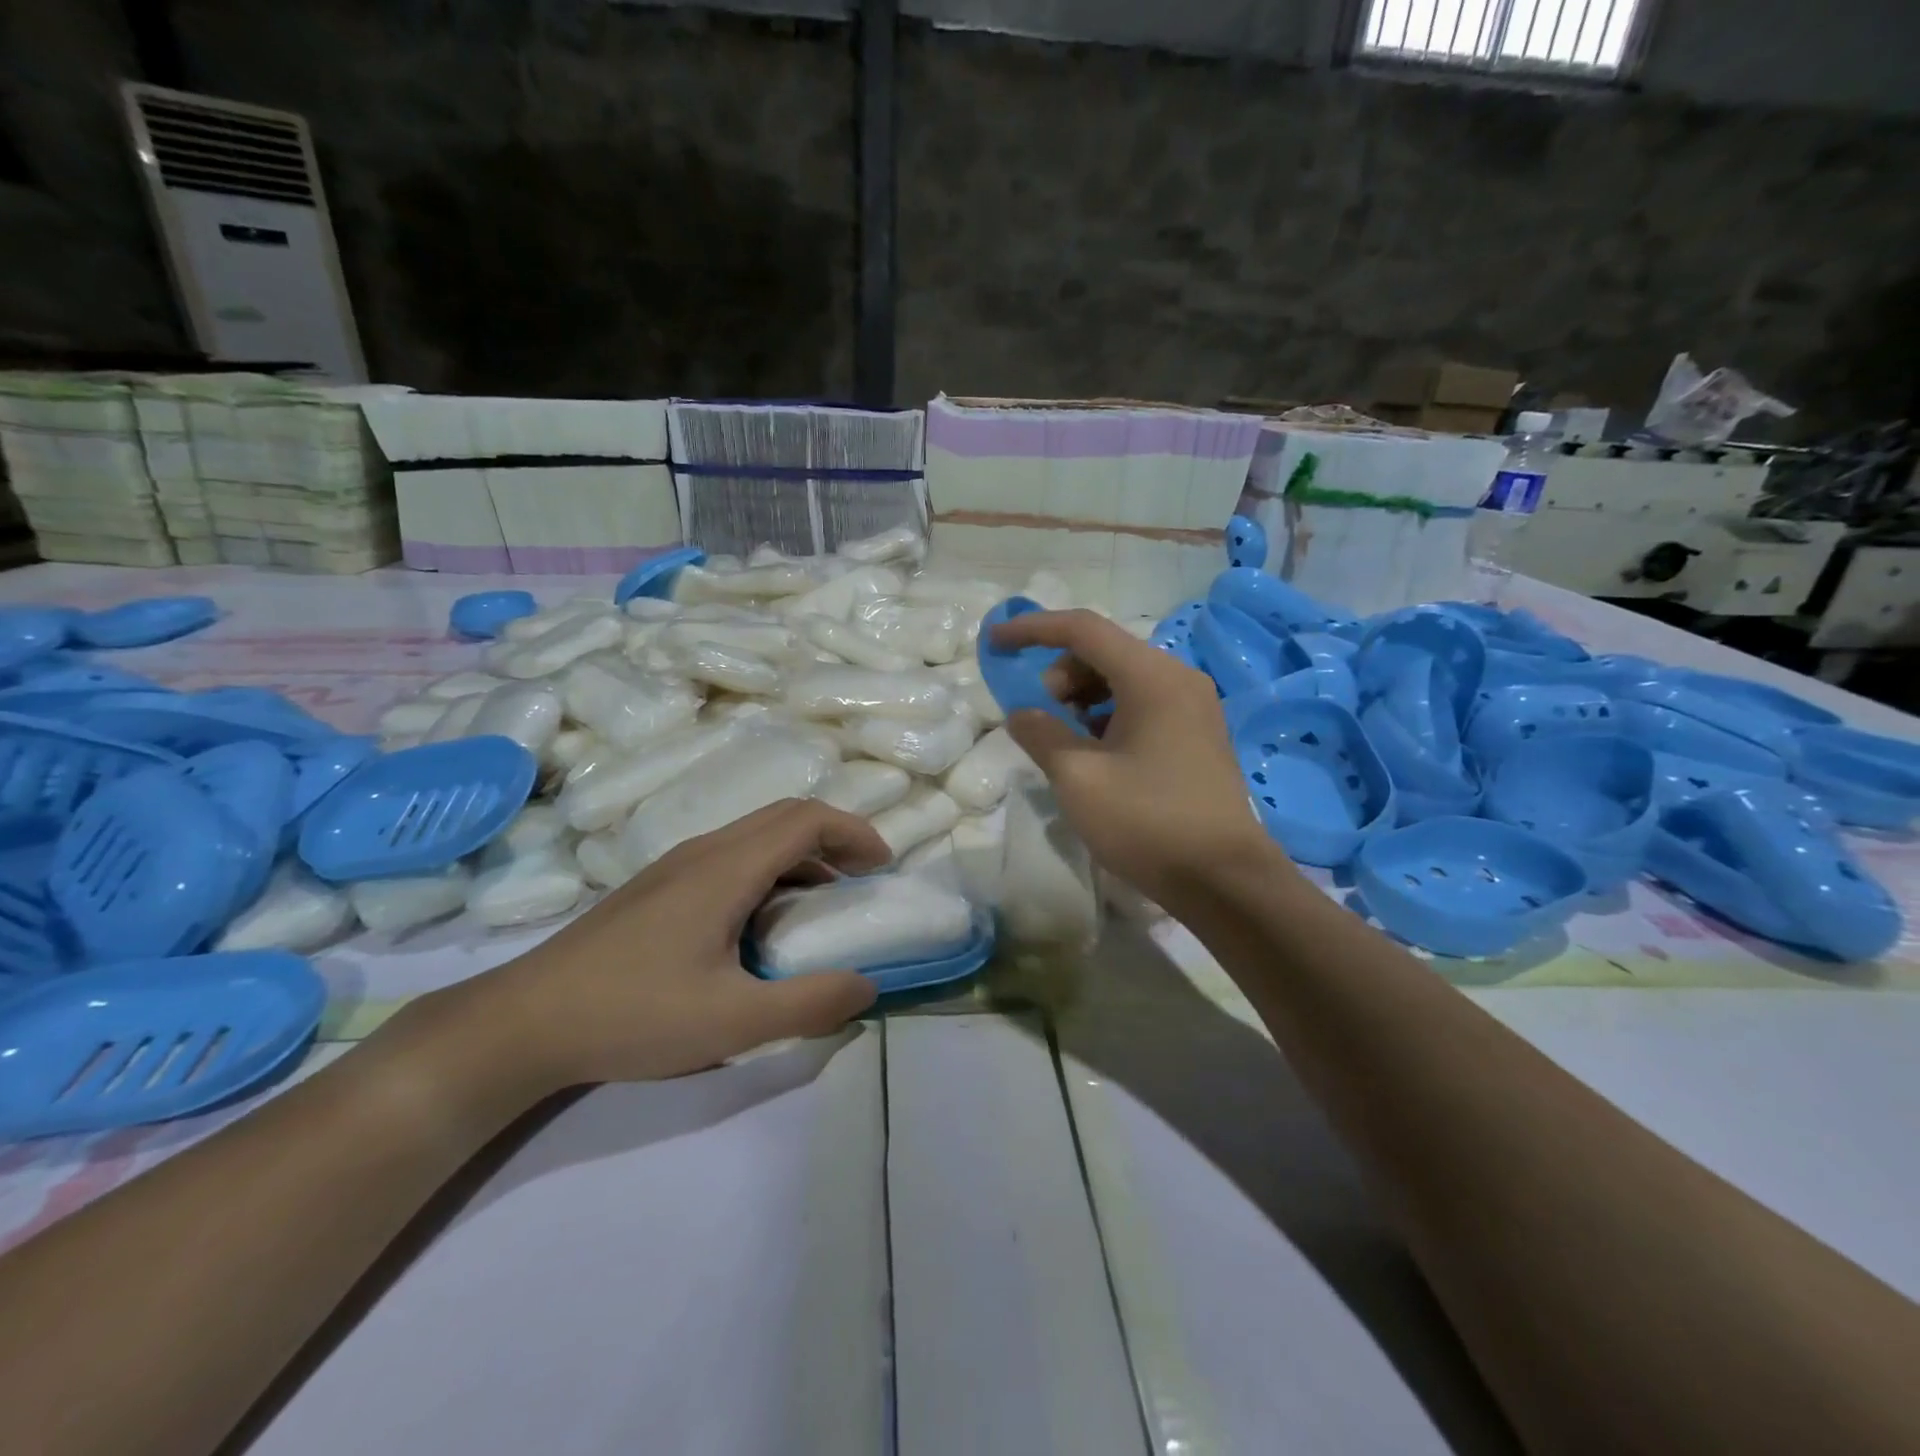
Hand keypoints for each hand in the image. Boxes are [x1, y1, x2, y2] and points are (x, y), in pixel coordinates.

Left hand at [470, 799, 889, 1087]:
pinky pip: (731, 857)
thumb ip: (808, 1004)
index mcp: (726, 869)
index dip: (854, 832)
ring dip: (801, 854)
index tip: (883, 866)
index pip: (806, 819)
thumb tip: (868, 985)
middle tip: (863, 879)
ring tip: (823, 903)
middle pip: (784, 817)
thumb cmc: (633, 1014)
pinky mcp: (657, 887)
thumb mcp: (732, 1022)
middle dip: (834, 837)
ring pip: (755, 836)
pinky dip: (770, 870)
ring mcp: (674, 866)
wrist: (523, 1021)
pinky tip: (763, 922)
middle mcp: (703, 851)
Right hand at [991, 609, 1279, 910]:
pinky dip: (1108, 715)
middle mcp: (1178, 678)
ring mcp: (1193, 706)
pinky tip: (1096, 753)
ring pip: (1123, 678)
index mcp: (1152, 677)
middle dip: (1060, 673)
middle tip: (1041, 717)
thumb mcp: (1078, 778)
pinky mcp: (1198, 734)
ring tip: (1065, 740)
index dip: (1032, 629)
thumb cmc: (1147, 822)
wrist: (1225, 880)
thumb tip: (1022, 713)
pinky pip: (1143, 703)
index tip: (995, 642)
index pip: (1083, 630)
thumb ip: (1041, 734)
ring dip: (1082, 696)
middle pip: (1104, 651)